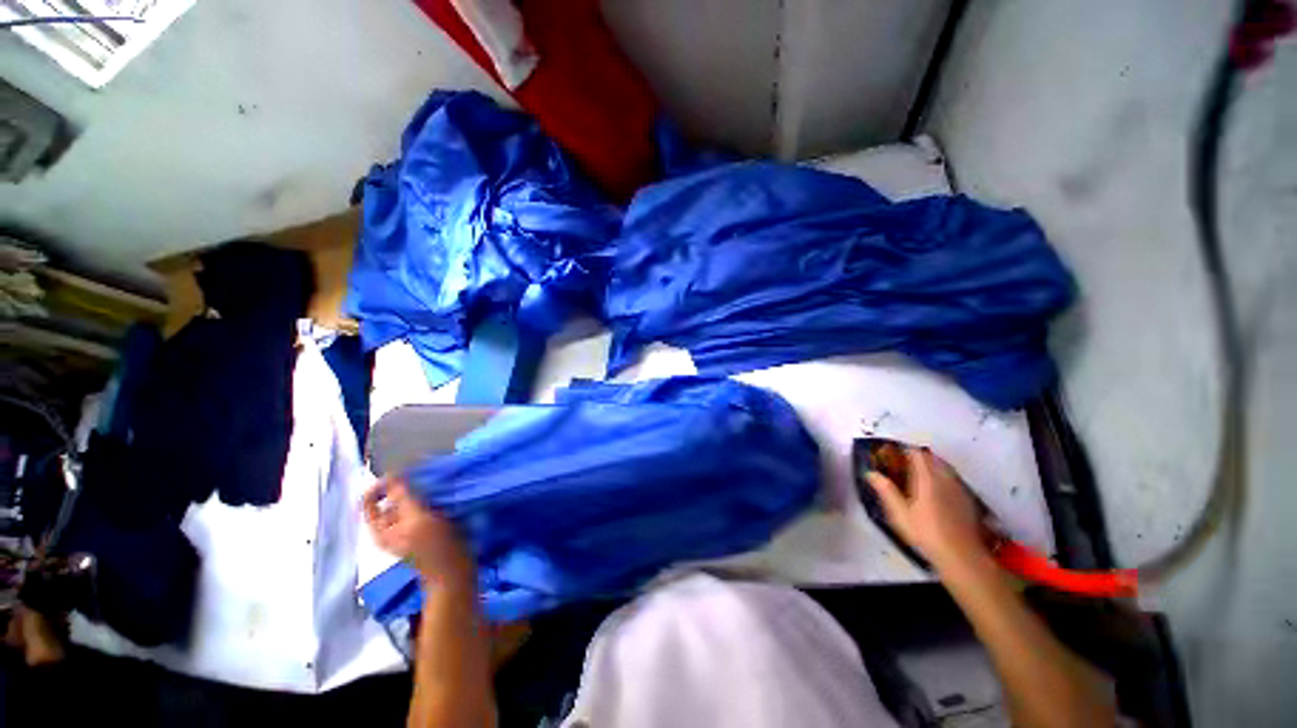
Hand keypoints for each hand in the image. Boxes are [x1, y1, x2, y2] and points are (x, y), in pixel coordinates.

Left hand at [363, 478, 472, 583]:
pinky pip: (420, 508)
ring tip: (435, 487)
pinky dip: (427, 500)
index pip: (370, 501)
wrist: (455, 571)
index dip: (381, 485)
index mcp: (380, 530)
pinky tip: (441, 498)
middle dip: (403, 488)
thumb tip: (391, 475)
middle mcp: (390, 529)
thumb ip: (403, 498)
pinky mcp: (424, 530)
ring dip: (418, 493)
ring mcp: (407, 530)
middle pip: (389, 501)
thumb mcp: (417, 519)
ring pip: (407, 503)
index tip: (402, 473)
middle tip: (423, 480)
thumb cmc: (435, 547)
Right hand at [865, 447, 987, 569]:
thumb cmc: (926, 533)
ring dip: (931, 466)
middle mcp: (945, 479)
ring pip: (944, 468)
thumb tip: (871, 473)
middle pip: (932, 458)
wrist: (962, 556)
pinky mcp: (967, 500)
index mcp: (927, 478)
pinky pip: (953, 479)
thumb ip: (886, 491)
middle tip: (902, 464)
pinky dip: (942, 477)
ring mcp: (959, 489)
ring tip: (918, 475)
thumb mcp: (899, 514)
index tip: (891, 453)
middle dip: (917, 457)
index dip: (904, 450)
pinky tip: (936, 491)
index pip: (917, 454)